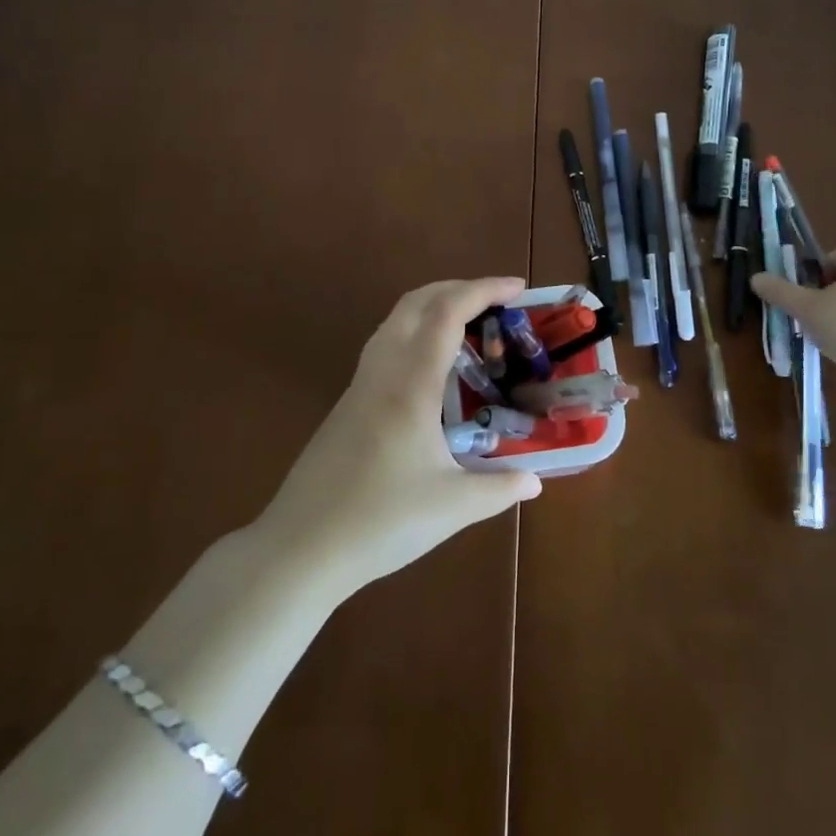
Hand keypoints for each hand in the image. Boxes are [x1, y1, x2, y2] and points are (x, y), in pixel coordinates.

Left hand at [254, 277, 541, 594]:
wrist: (300, 547)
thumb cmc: (380, 522)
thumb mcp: (452, 507)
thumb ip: (499, 489)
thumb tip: (534, 480)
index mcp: (411, 385)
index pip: (447, 313)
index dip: (483, 290)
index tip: (517, 288)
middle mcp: (383, 371)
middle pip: (417, 301)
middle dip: (458, 288)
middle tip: (497, 300)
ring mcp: (360, 384)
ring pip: (395, 319)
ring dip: (432, 305)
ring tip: (468, 324)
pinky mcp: (348, 402)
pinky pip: (384, 343)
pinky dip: (415, 331)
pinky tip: (432, 367)